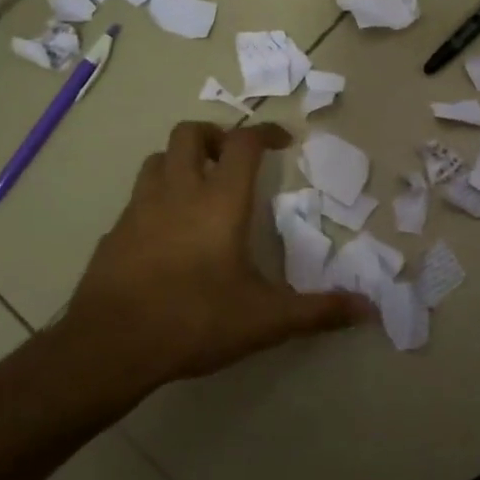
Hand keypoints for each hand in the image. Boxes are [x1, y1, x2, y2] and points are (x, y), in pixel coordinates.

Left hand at [56, 121, 371, 383]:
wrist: (109, 347)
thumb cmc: (194, 320)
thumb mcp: (265, 320)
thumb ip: (318, 311)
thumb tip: (370, 310)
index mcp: (219, 201)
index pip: (244, 144)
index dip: (266, 132)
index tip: (283, 141)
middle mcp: (177, 192)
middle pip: (189, 134)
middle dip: (214, 134)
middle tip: (233, 158)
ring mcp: (138, 210)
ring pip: (156, 160)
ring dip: (179, 161)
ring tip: (199, 187)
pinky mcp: (113, 234)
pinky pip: (136, 199)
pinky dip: (156, 199)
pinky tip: (166, 233)